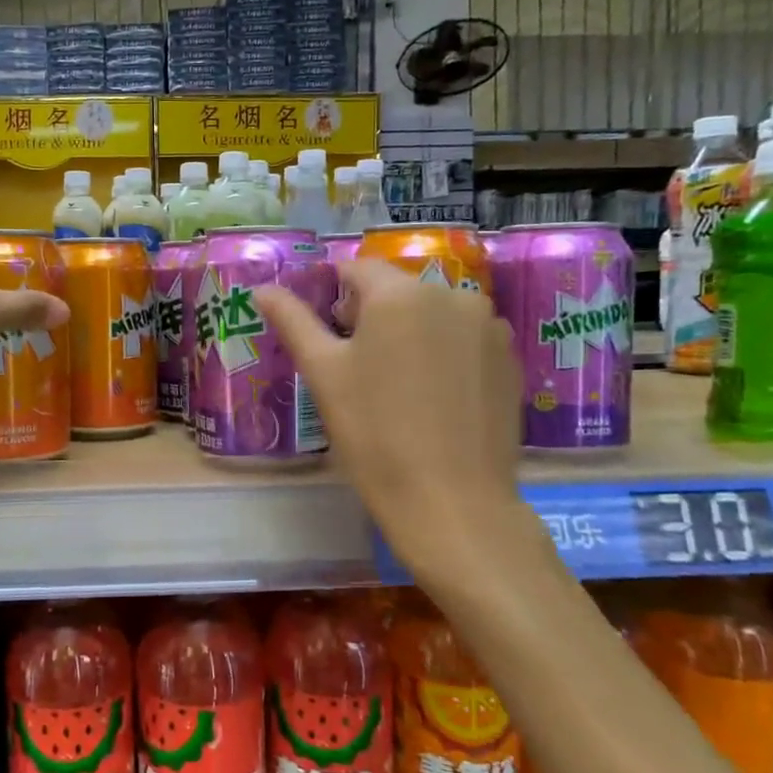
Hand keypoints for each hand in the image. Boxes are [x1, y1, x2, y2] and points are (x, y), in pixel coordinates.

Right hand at [256, 258, 528, 572]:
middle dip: (370, 316)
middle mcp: (452, 295)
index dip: (332, 294)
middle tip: (353, 367)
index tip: (323, 331)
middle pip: (397, 291)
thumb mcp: (323, 375)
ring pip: (432, 315)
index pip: (356, 269)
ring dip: (409, 334)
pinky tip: (433, 398)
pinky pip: (464, 339)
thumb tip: (262, 289)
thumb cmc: (375, 434)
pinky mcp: (509, 359)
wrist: (453, 502)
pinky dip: (443, 353)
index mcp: (400, 294)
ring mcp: (488, 327)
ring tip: (395, 386)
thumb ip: (293, 322)